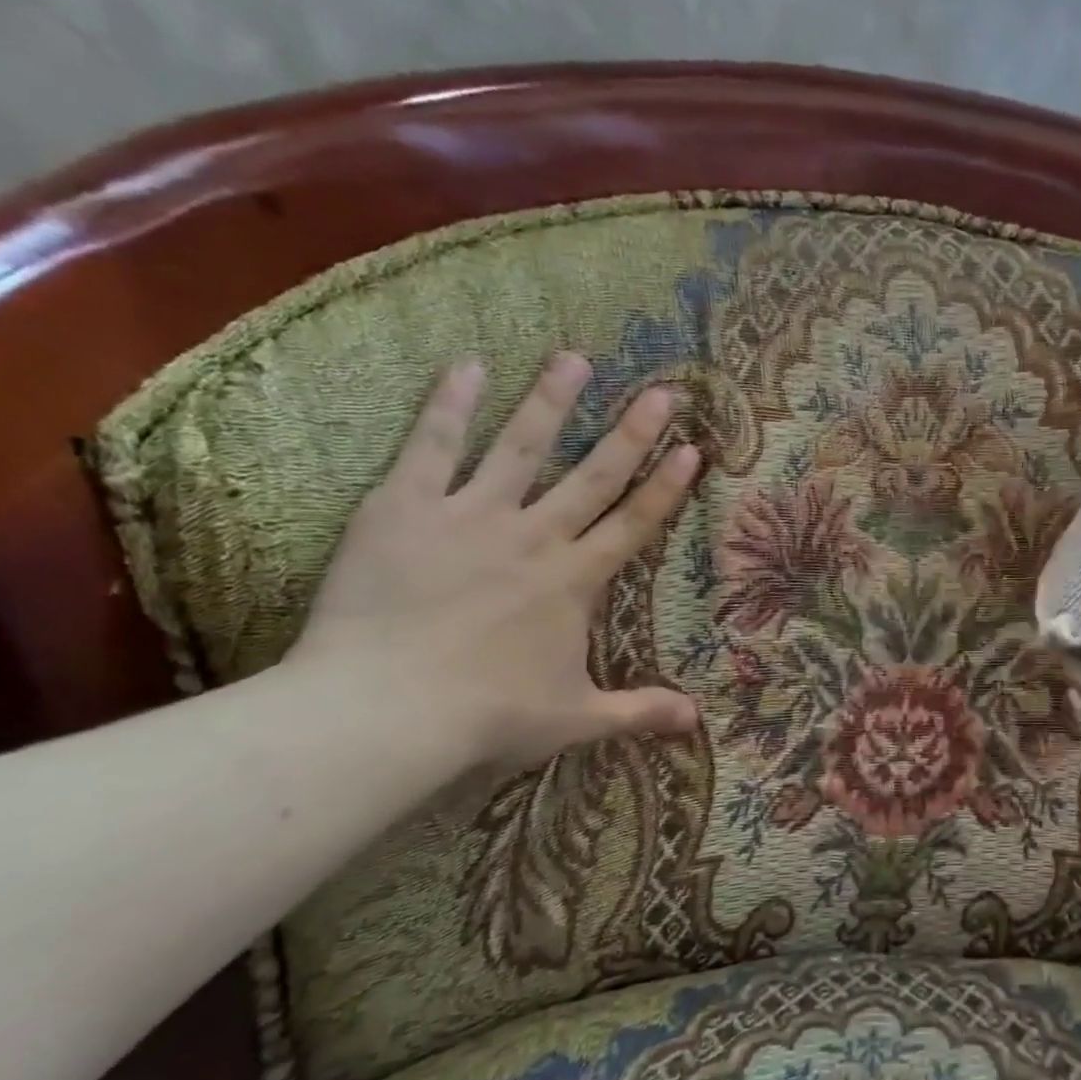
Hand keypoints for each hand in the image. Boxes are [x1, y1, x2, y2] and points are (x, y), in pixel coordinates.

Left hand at [286, 351, 699, 767]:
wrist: (382, 713)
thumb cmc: (487, 715)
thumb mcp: (577, 719)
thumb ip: (640, 711)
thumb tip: (698, 721)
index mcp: (574, 581)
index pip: (634, 524)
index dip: (666, 487)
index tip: (693, 450)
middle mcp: (534, 537)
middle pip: (593, 475)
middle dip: (632, 433)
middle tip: (663, 392)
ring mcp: (471, 517)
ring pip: (521, 447)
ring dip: (552, 402)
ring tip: (576, 358)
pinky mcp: (406, 509)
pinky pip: (432, 448)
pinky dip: (449, 406)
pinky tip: (468, 366)